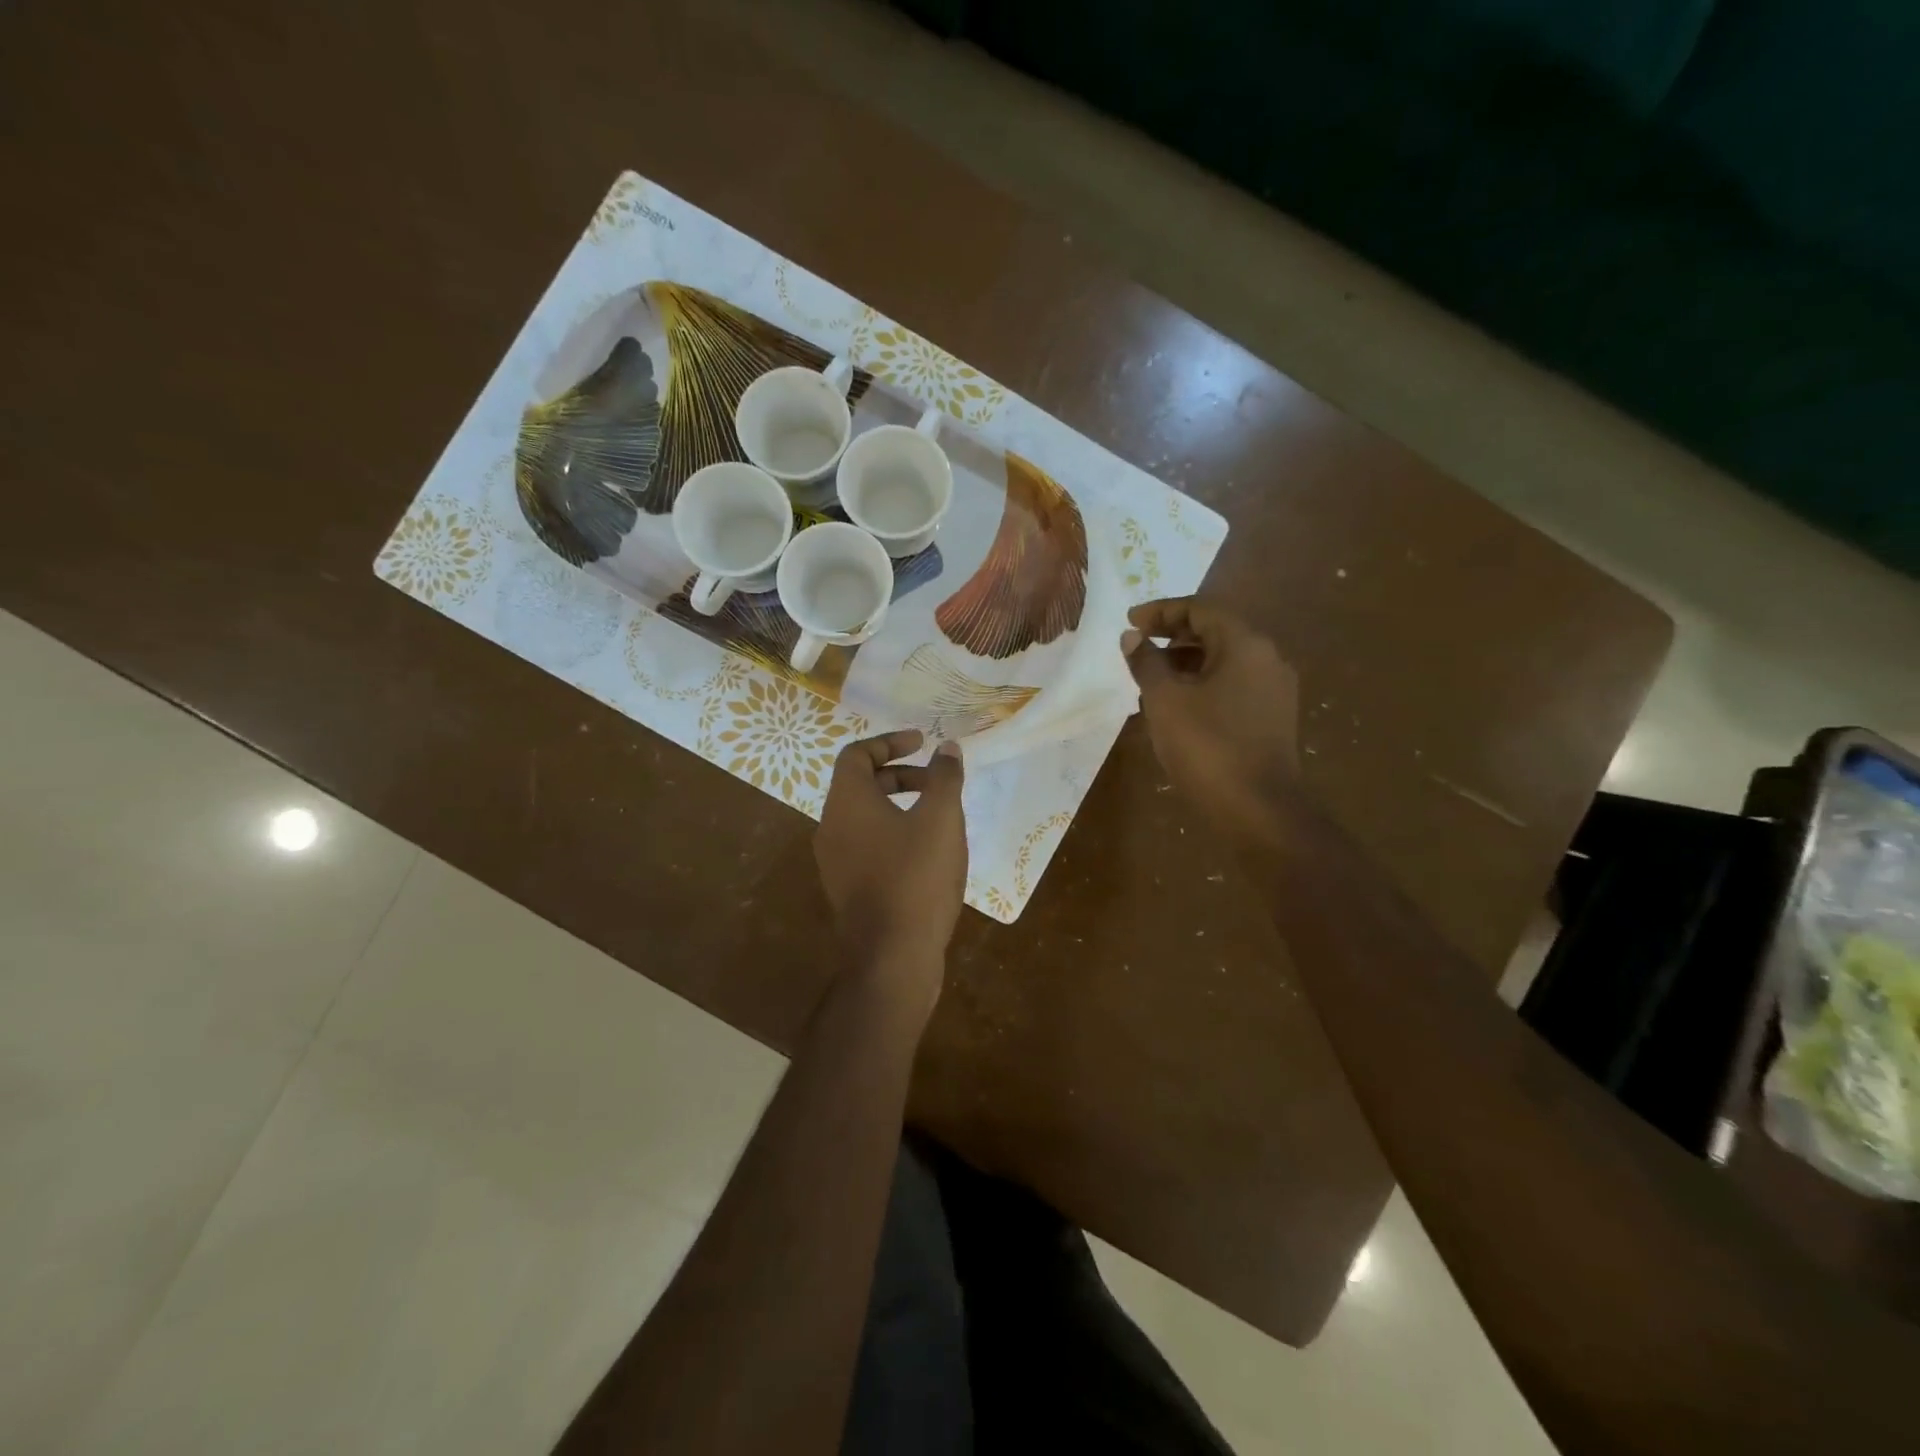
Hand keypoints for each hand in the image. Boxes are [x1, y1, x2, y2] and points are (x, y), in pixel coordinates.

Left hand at [814, 729, 967, 1009]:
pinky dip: (893, 833)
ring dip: (899, 805)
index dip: (890, 742)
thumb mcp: (941, 819)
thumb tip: (946, 748)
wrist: (892, 957)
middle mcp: (831, 827)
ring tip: (938, 816)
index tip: (922, 743)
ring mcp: (835, 861)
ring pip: (865, 817)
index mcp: (847, 803)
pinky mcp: (847, 888)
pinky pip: (867, 845)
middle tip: (937, 781)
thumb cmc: (916, 877)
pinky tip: (927, 854)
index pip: (857, 754)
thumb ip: (944, 777)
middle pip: (861, 784)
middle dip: (901, 774)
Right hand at [1123, 597, 1300, 848]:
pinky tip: (1177, 707)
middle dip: (1173, 636)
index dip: (1161, 611)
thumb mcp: (1165, 701)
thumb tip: (1133, 637)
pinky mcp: (1272, 718)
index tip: (1130, 621)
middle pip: (1215, 632)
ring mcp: (1274, 690)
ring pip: (1224, 661)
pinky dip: (1202, 685)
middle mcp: (1267, 659)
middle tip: (1138, 646)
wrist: (1259, 811)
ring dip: (1186, 662)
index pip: (1201, 609)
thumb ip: (1146, 662)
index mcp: (1245, 644)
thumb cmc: (1208, 747)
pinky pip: (1232, 686)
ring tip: (1150, 678)